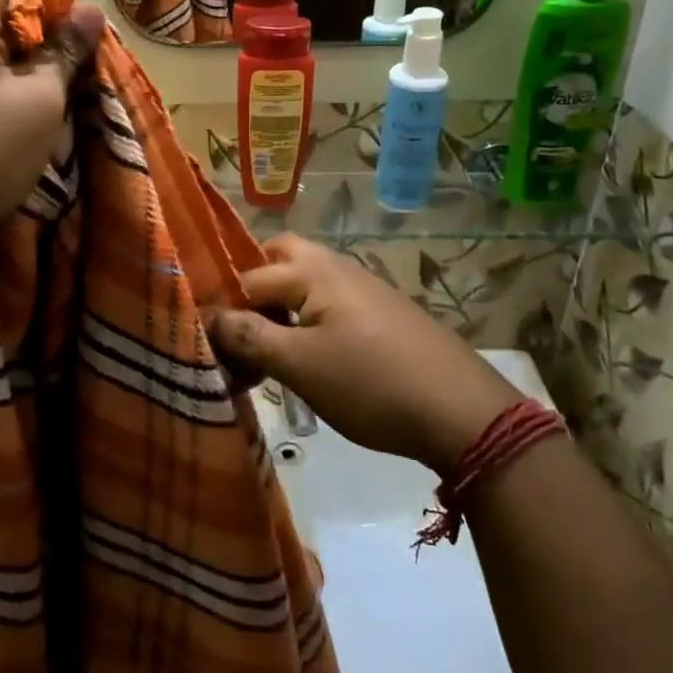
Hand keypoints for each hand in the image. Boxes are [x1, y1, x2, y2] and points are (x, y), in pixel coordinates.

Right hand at [207, 235, 522, 472]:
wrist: (463, 412)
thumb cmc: (372, 384)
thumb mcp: (301, 365)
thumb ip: (250, 337)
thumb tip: (209, 318)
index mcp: (312, 269)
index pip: (247, 277)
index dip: (223, 311)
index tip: (214, 351)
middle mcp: (336, 266)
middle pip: (277, 260)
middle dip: (251, 291)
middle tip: (239, 333)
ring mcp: (362, 288)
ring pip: (302, 284)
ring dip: (278, 310)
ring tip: (267, 355)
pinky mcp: (379, 314)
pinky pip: (326, 304)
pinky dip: (305, 322)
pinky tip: (308, 360)